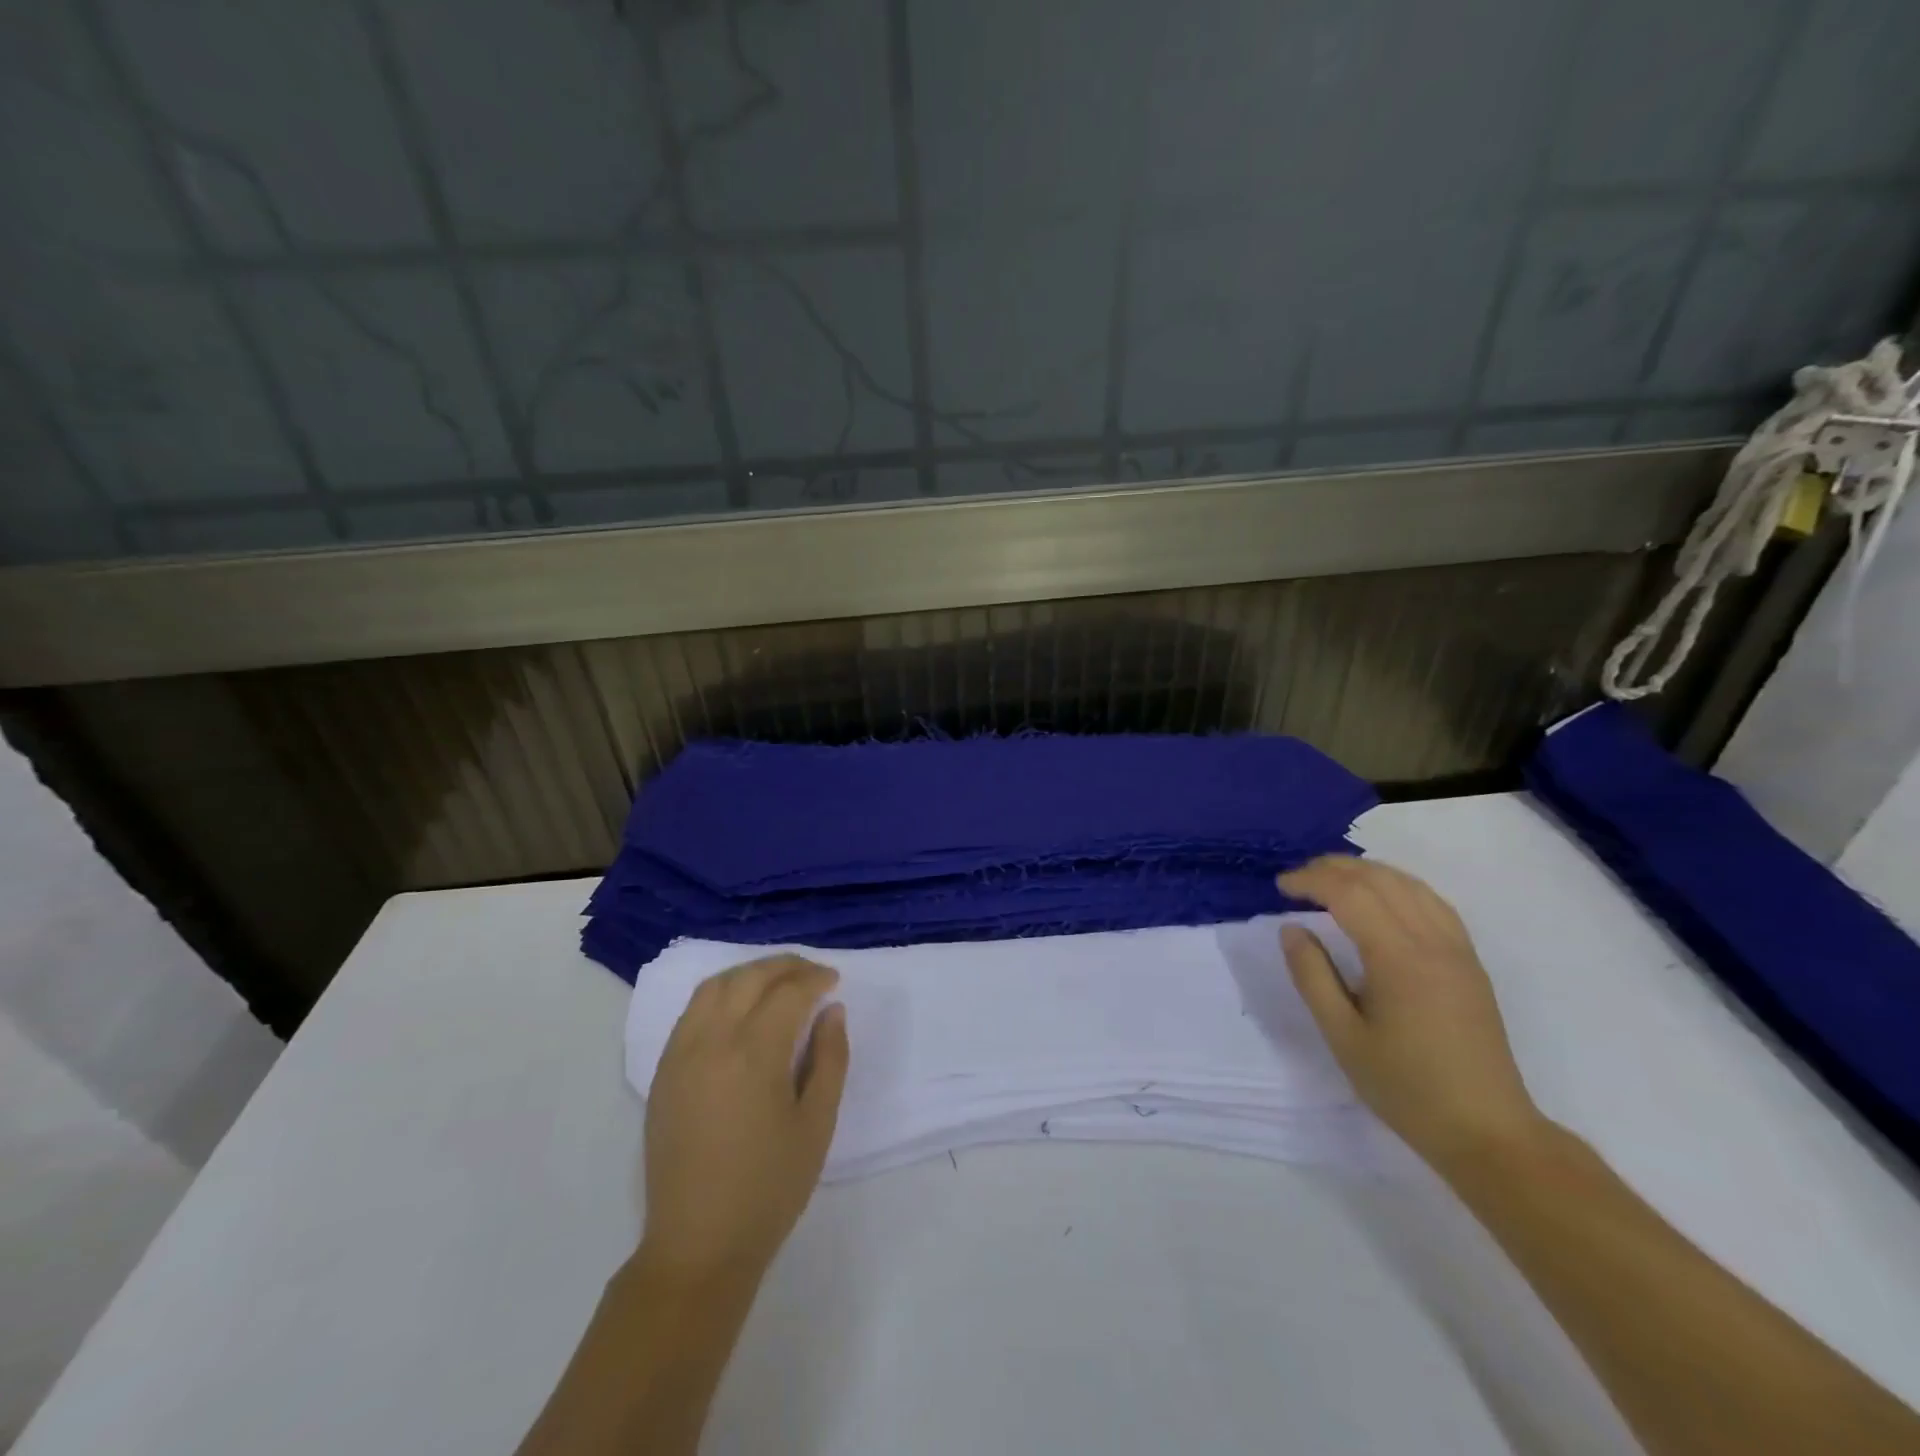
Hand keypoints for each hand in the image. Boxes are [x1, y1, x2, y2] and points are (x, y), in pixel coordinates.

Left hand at [638, 955, 849, 1287]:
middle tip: (812, 973)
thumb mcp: (817, 1124)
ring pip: (714, 986)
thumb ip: (830, 1058)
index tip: (834, 981)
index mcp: (754, 1054)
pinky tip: (739, 1008)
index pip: (788, 993)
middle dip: (785, 966)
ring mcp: (680, 1054)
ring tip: (777, 982)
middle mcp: (712, 1041)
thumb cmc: (769, 1188)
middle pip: (749, 978)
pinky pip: (692, 1011)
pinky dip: (720, 993)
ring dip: (749, 973)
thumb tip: (832, 1011)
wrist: (698, 1244)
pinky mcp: (663, 1071)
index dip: (815, 979)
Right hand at [1278, 856, 1544, 1168]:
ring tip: (1332, 880)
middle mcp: (1432, 942)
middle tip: (1297, 879)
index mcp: (1398, 958)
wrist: (1487, 1131)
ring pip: (1410, 885)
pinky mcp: (1470, 963)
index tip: (1279, 887)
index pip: (1349, 894)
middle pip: (1380, 880)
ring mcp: (1458, 950)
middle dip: (1334, 868)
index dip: (1310, 881)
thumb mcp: (1342, 1035)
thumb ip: (1312, 976)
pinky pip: (1433, 903)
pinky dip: (1399, 886)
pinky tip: (1383, 898)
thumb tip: (1292, 929)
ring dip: (1367, 872)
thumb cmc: (1405, 1086)